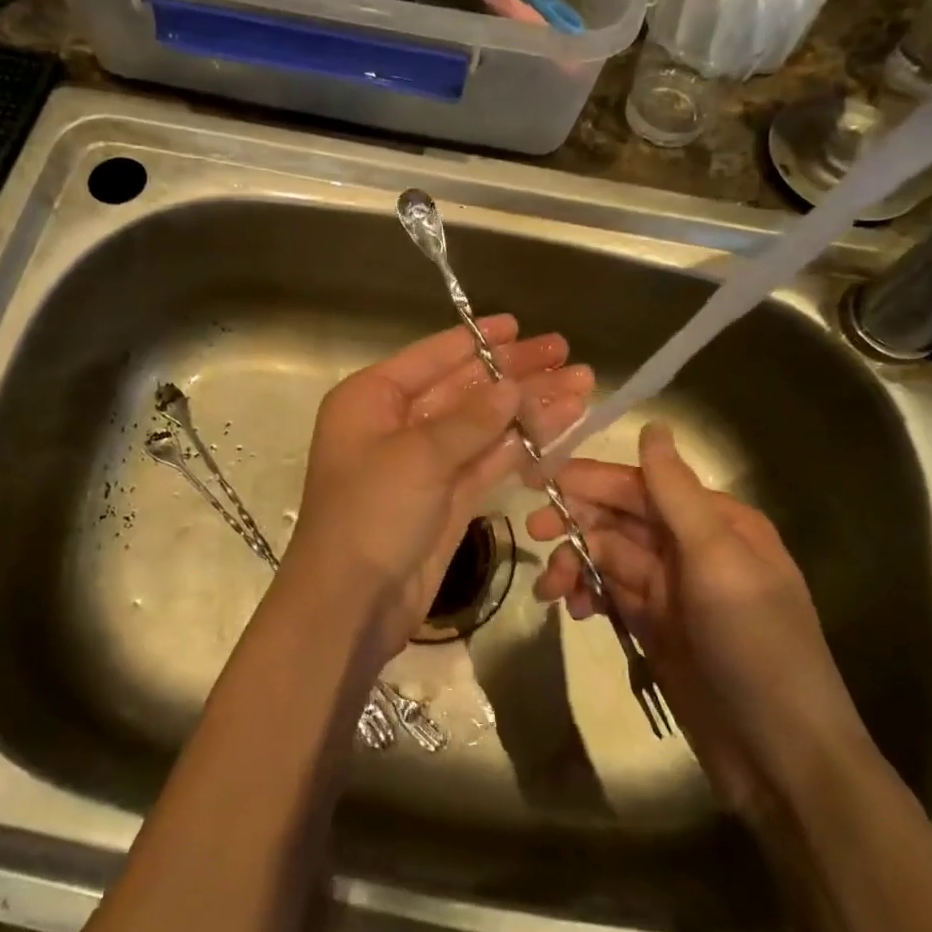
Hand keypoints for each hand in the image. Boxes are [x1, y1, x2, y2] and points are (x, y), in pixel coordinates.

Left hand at [281, 316, 591, 663]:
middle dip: (515, 373)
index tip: (521, 326)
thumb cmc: (370, 514)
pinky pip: (489, 461)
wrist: (351, 605)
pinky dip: (522, 446)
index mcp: (372, 398)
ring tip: (581, 386)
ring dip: (529, 408)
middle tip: (566, 354)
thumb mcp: (417, 457)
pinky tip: (560, 427)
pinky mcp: (447, 498)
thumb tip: (512, 385)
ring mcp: (424, 462)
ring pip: (483, 425)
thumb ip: (470, 419)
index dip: (478, 341)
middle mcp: (397, 423)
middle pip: (464, 388)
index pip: (433, 357)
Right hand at [528, 423, 868, 818]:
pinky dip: (587, 596)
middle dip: (576, 522)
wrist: (782, 758)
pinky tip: (574, 611)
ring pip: (608, 557)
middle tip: (535, 533)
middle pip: (619, 519)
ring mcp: (671, 590)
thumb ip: (676, 494)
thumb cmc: (755, 646)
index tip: (537, 480)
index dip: (589, 479)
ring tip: (552, 592)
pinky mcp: (656, 627)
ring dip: (576, 565)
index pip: (641, 485)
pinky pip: (610, 594)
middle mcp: (692, 547)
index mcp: (715, 521)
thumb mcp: (717, 561)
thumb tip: (652, 425)